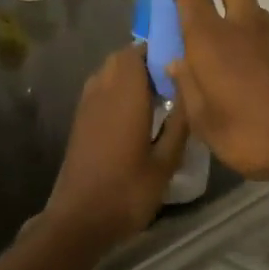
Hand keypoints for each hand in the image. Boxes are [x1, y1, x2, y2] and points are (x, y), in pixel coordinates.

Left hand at [43, 45, 190, 249]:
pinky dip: (117, 91)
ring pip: (107, 73)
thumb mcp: (165, 162)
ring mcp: (86, 107)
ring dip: (130, 76)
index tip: (182, 59)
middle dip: (145, 61)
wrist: (79, 221)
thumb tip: (190, 91)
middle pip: (120, 59)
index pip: (137, 52)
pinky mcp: (80, 123)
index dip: (158, 49)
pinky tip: (136, 115)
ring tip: (157, 96)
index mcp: (124, 96)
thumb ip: (179, 124)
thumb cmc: (127, 192)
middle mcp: (102, 93)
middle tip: (173, 80)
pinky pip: (100, 91)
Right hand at [157, 0, 268, 189]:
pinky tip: (230, 60)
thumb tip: (177, 62)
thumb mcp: (203, 121)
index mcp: (213, 39)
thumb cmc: (250, 134)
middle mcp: (242, 25)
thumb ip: (187, 86)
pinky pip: (257, 24)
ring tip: (206, 34)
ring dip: (225, 1)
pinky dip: (239, 26)